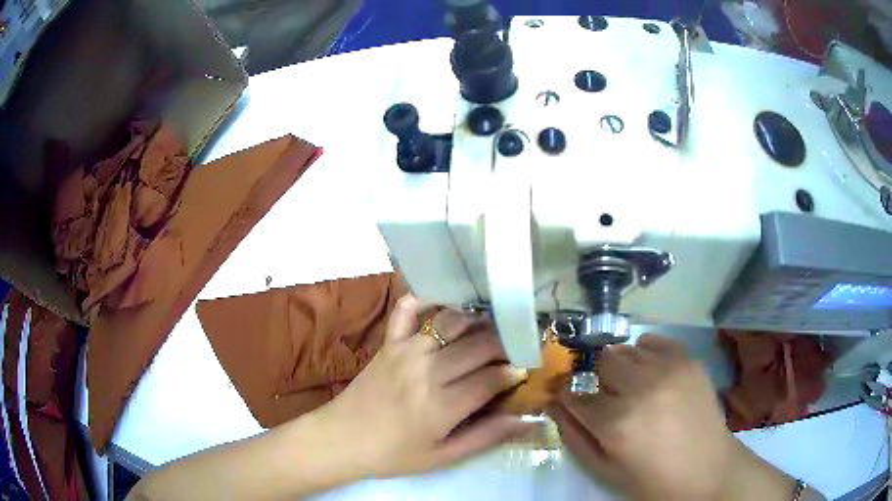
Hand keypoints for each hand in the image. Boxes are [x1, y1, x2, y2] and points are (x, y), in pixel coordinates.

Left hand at [319, 294, 528, 477]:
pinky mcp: (388, 342)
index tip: (526, 369)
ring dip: (479, 321)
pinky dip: (427, 297)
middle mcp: (426, 371)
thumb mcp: (443, 456)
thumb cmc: (394, 454)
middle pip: (479, 345)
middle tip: (517, 345)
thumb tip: (527, 420)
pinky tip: (448, 299)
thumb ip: (486, 437)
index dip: (515, 371)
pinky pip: (408, 308)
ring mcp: (405, 350)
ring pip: (453, 323)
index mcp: (441, 406)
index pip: (492, 378)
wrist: (343, 438)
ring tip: (495, 325)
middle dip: (505, 343)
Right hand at [549, 335, 795, 499]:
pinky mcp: (687, 360)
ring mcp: (667, 369)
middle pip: (601, 362)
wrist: (707, 470)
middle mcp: (639, 388)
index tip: (570, 400)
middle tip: (608, 398)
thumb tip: (556, 404)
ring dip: (621, 367)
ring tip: (633, 387)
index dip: (569, 397)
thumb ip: (574, 437)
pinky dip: (645, 353)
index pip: (574, 395)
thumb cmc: (651, 479)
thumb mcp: (605, 470)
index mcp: (615, 423)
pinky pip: (653, 341)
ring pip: (626, 349)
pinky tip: (651, 373)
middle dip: (596, 379)